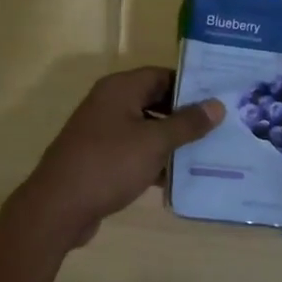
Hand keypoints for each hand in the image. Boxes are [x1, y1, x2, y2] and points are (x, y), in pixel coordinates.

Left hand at [9, 67, 224, 249]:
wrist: (59, 206)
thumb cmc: (109, 164)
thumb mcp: (154, 142)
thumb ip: (186, 123)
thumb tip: (216, 104)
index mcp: (120, 88)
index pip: (162, 75)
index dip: (190, 85)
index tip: (220, 97)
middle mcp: (110, 103)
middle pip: (154, 101)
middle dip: (185, 115)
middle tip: (222, 127)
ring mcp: (103, 131)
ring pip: (146, 128)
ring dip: (172, 141)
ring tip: (210, 153)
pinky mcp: (101, 158)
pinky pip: (135, 152)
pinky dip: (155, 161)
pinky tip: (180, 179)